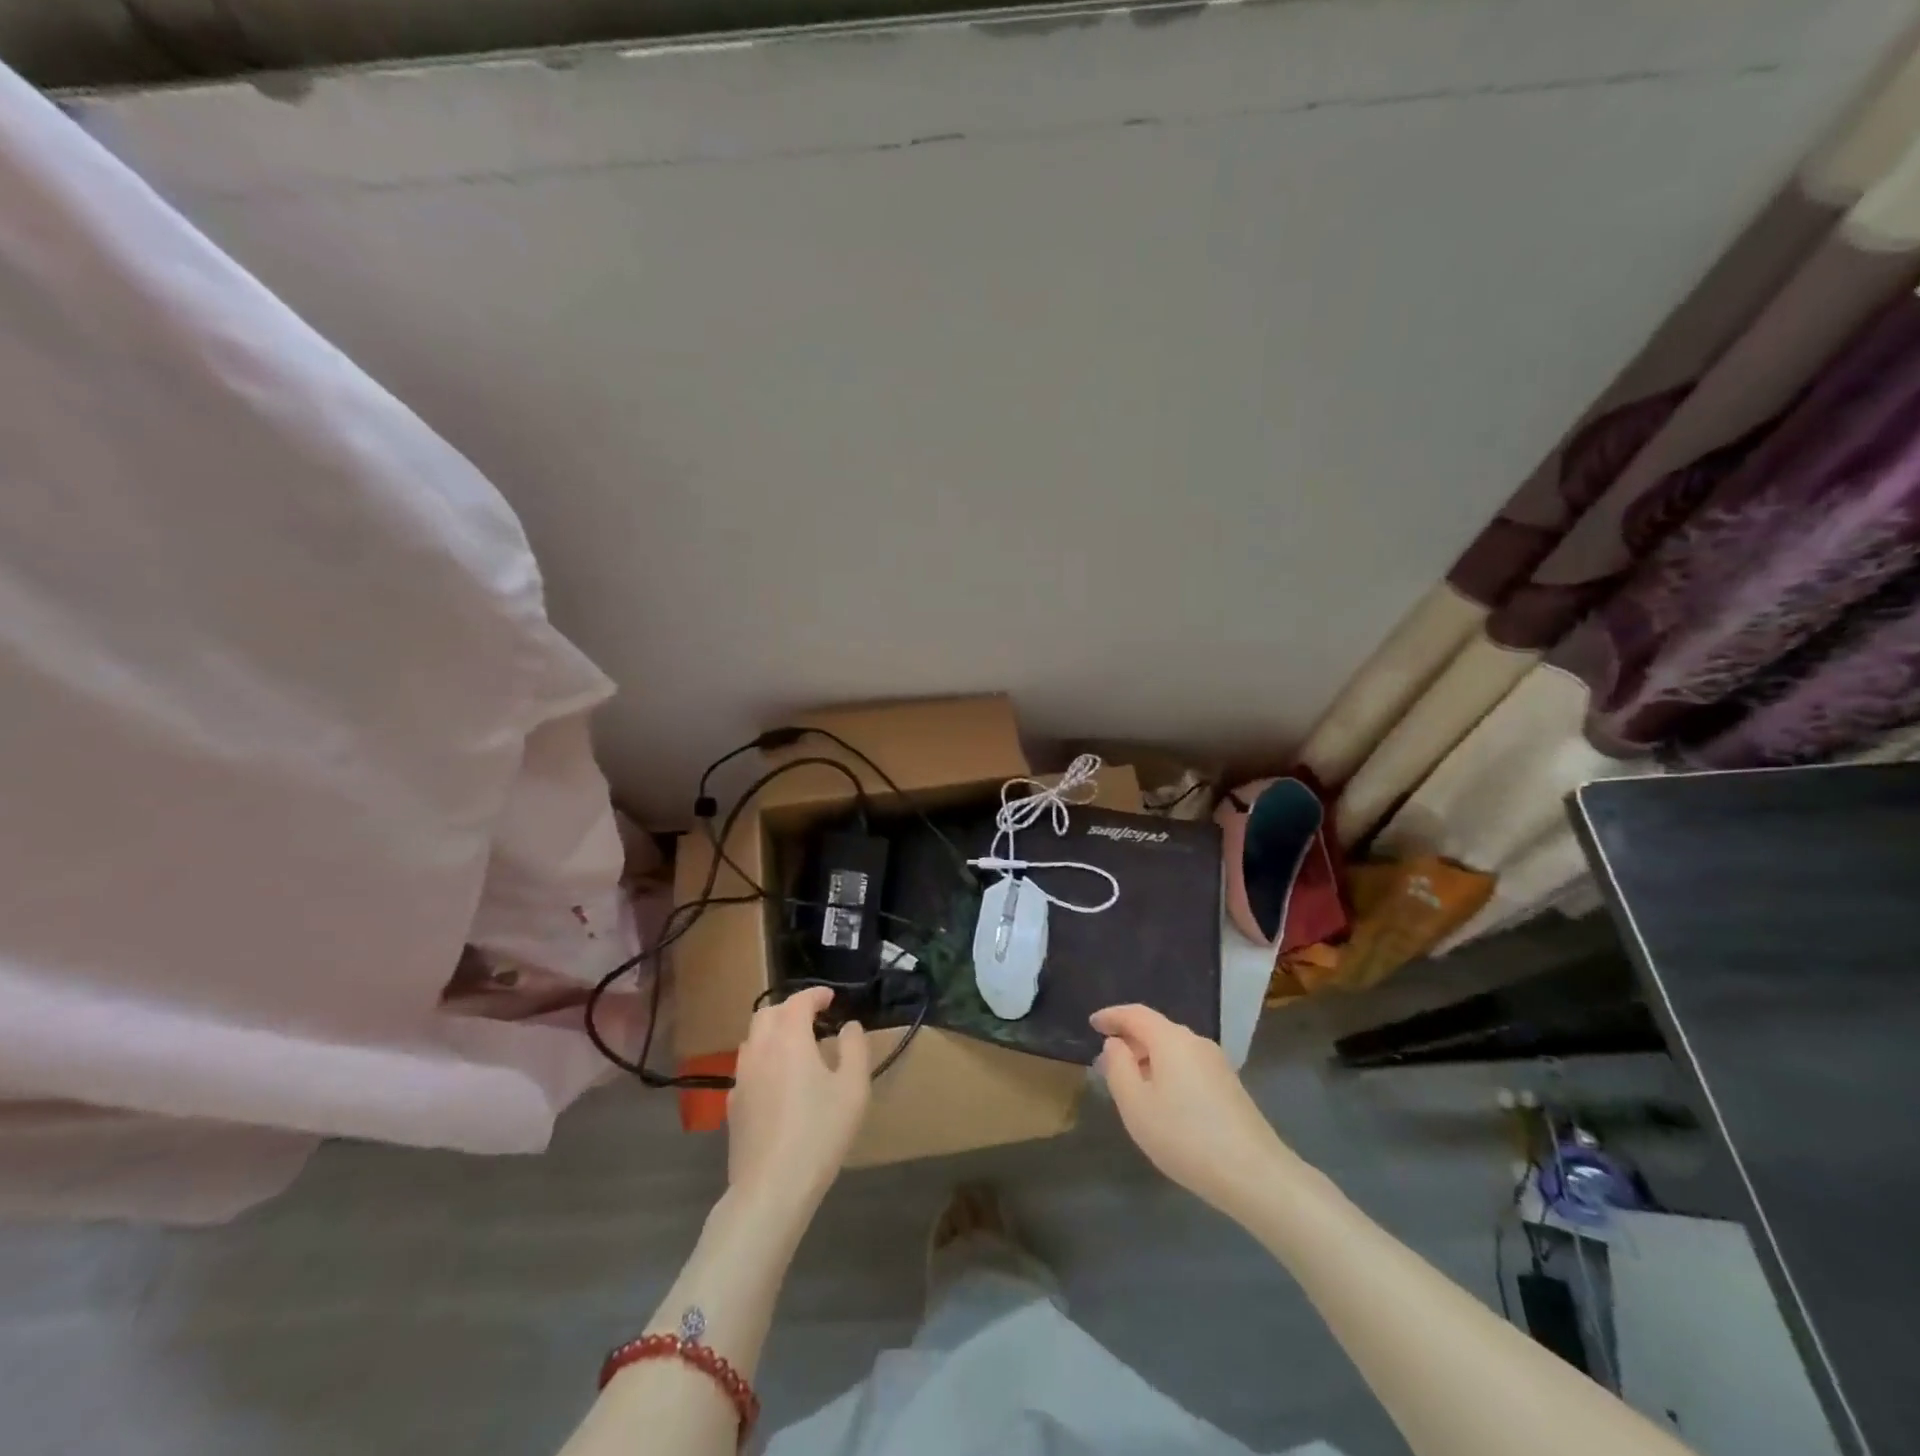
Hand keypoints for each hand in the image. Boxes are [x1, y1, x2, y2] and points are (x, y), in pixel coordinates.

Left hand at [726, 987, 870, 1218]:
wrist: (771, 1188)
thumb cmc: (819, 1133)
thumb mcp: (853, 1088)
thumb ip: (854, 1048)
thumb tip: (849, 1026)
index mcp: (789, 1038)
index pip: (798, 1001)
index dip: (815, 994)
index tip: (831, 998)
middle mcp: (759, 1050)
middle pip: (768, 1014)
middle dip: (791, 1008)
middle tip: (814, 1018)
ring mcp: (741, 1078)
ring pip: (753, 1039)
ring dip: (774, 1032)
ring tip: (797, 1047)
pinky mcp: (733, 1105)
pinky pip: (748, 1067)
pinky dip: (764, 1060)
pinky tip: (779, 1082)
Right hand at [1092, 1004, 1293, 1218]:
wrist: (1255, 1175)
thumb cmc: (1185, 1137)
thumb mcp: (1136, 1105)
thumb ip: (1118, 1067)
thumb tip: (1116, 1044)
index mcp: (1171, 1039)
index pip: (1135, 1014)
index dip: (1112, 1016)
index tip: (1092, 1023)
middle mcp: (1196, 1042)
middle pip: (1156, 1029)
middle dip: (1130, 1040)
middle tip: (1106, 1061)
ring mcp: (1217, 1063)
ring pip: (1173, 1049)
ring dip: (1148, 1058)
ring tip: (1131, 1084)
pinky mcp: (1229, 1086)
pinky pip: (1188, 1066)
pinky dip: (1167, 1072)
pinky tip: (1163, 1101)